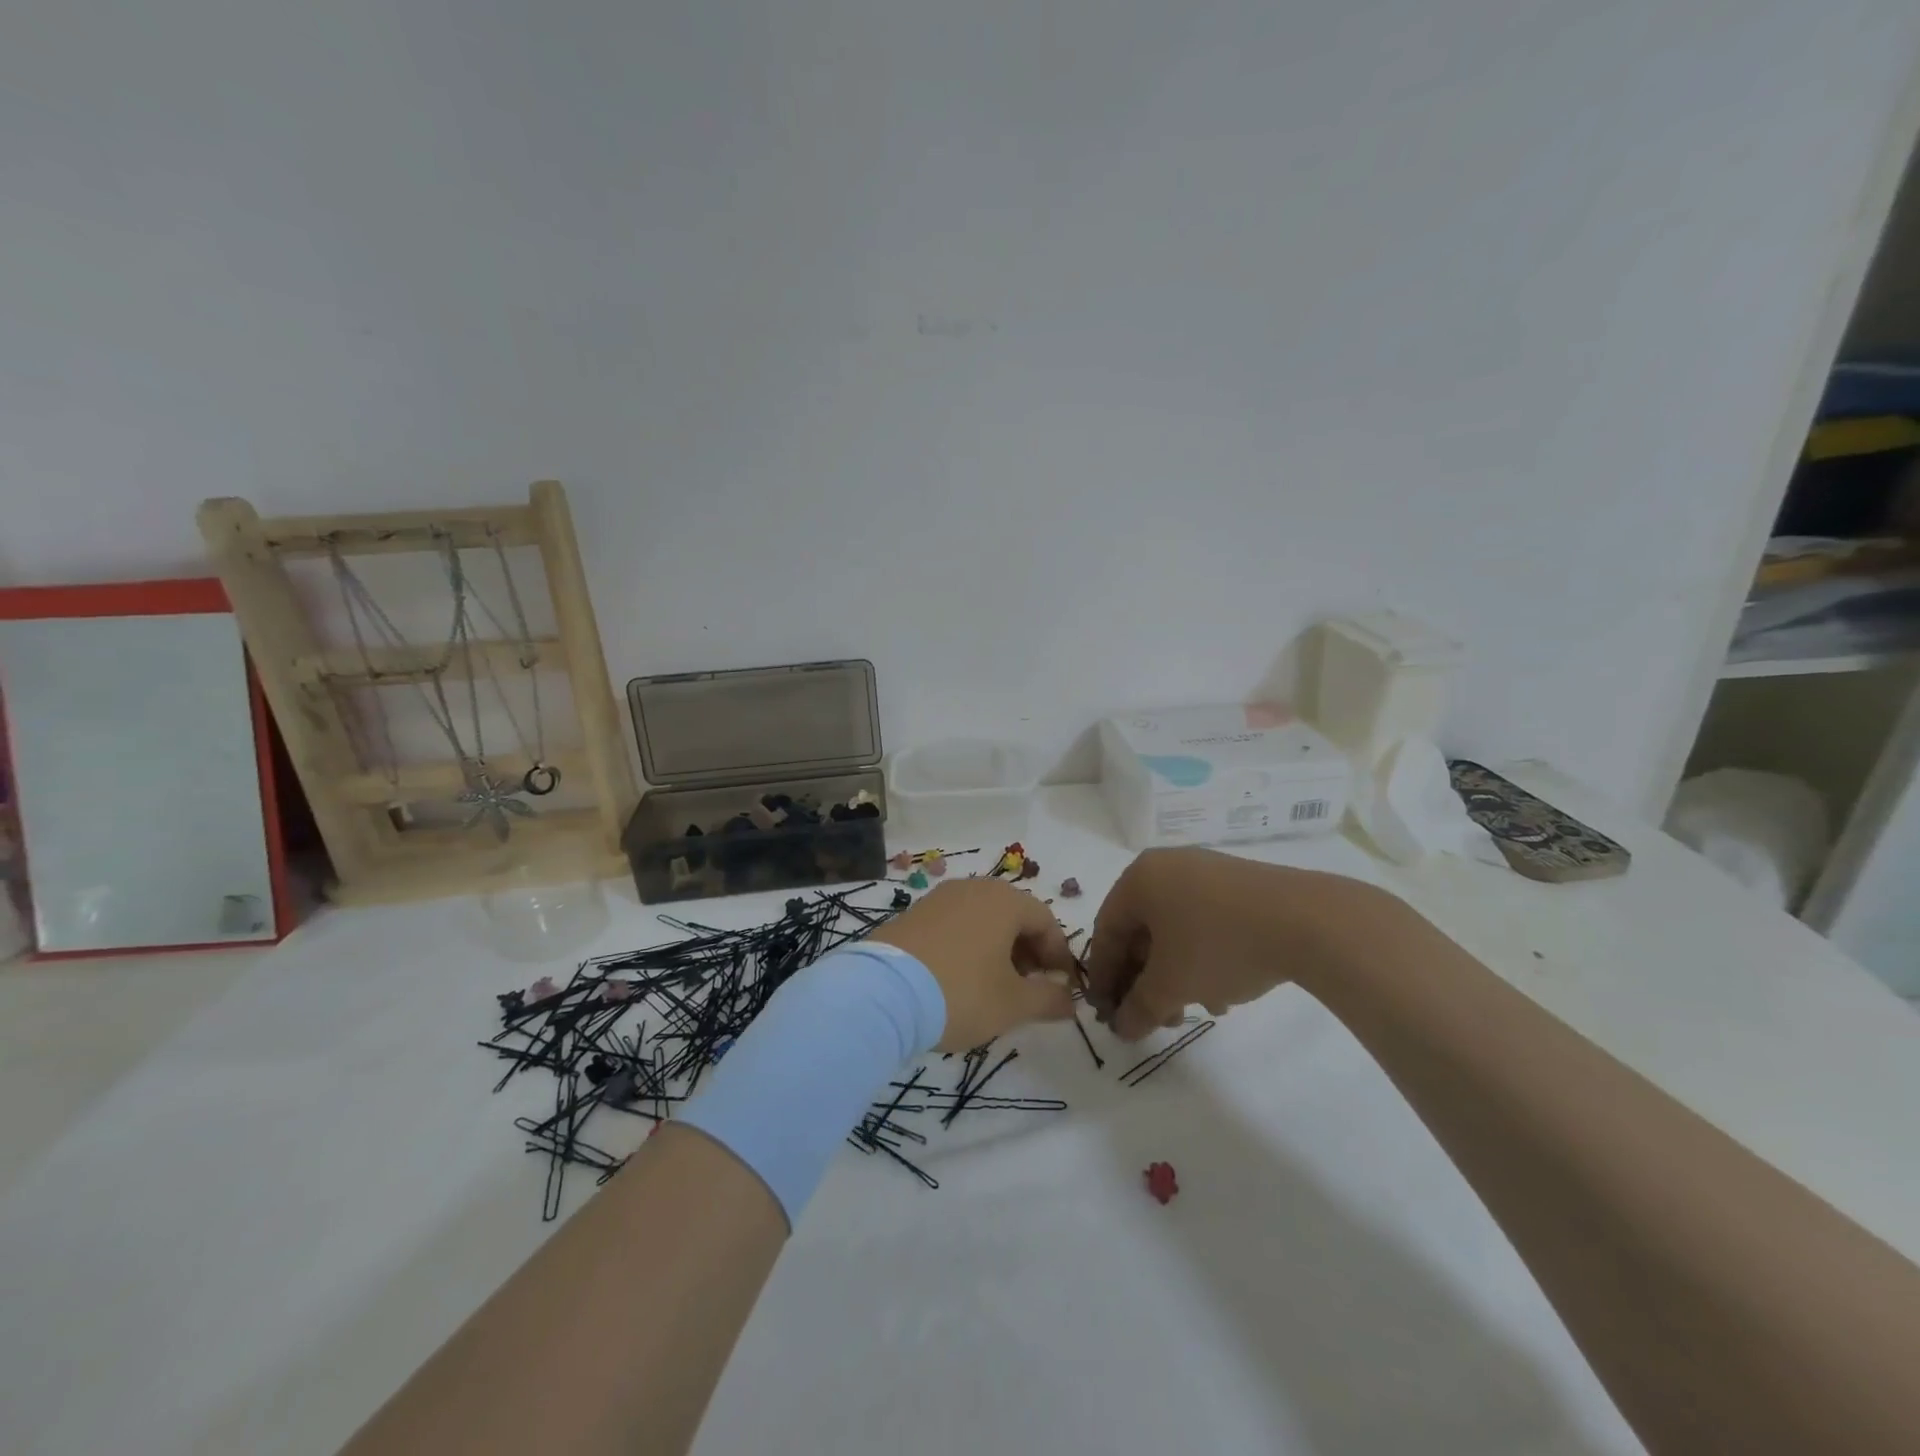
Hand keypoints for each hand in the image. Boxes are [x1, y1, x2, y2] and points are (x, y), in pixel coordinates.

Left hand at [869, 878, 1076, 1050]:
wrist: (882, 993)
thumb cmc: (961, 993)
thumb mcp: (1013, 1004)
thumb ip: (1049, 999)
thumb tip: (1070, 1000)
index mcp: (1004, 901)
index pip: (1046, 921)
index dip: (1059, 956)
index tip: (1061, 988)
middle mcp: (972, 888)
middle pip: (1013, 916)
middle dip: (1028, 952)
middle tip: (1029, 989)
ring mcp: (938, 899)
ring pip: (982, 920)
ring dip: (997, 950)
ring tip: (994, 987)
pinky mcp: (912, 915)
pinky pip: (954, 926)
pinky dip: (967, 947)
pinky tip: (960, 980)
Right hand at [1085, 847, 1379, 1039]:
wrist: (1307, 921)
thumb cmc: (1219, 945)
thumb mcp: (1171, 984)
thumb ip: (1138, 1008)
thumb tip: (1121, 1027)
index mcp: (1139, 879)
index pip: (1107, 930)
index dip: (1104, 976)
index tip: (1108, 1013)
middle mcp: (1167, 867)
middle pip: (1142, 930)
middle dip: (1145, 980)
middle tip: (1154, 1017)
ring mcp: (1206, 872)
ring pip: (1175, 929)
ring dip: (1176, 974)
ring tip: (1196, 1009)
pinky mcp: (1239, 885)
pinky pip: (1205, 922)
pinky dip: (1203, 957)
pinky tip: (1224, 991)